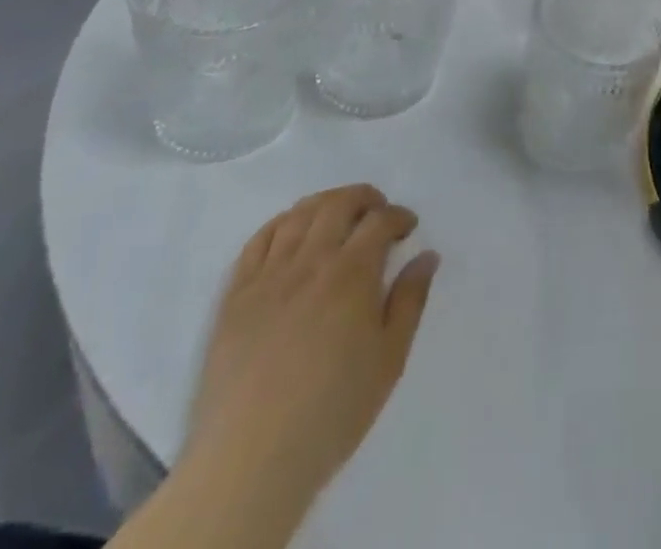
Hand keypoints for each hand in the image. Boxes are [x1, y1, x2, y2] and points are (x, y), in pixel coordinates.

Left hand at [183, 185, 438, 508]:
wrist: (249, 462)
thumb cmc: (332, 409)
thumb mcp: (390, 358)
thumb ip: (411, 299)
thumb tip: (427, 256)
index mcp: (351, 273)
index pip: (380, 220)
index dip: (399, 216)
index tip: (408, 229)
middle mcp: (310, 262)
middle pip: (337, 204)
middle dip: (364, 198)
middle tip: (378, 211)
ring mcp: (267, 278)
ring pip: (297, 216)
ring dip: (324, 204)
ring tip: (338, 216)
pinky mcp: (234, 298)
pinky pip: (256, 243)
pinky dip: (279, 224)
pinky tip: (291, 232)